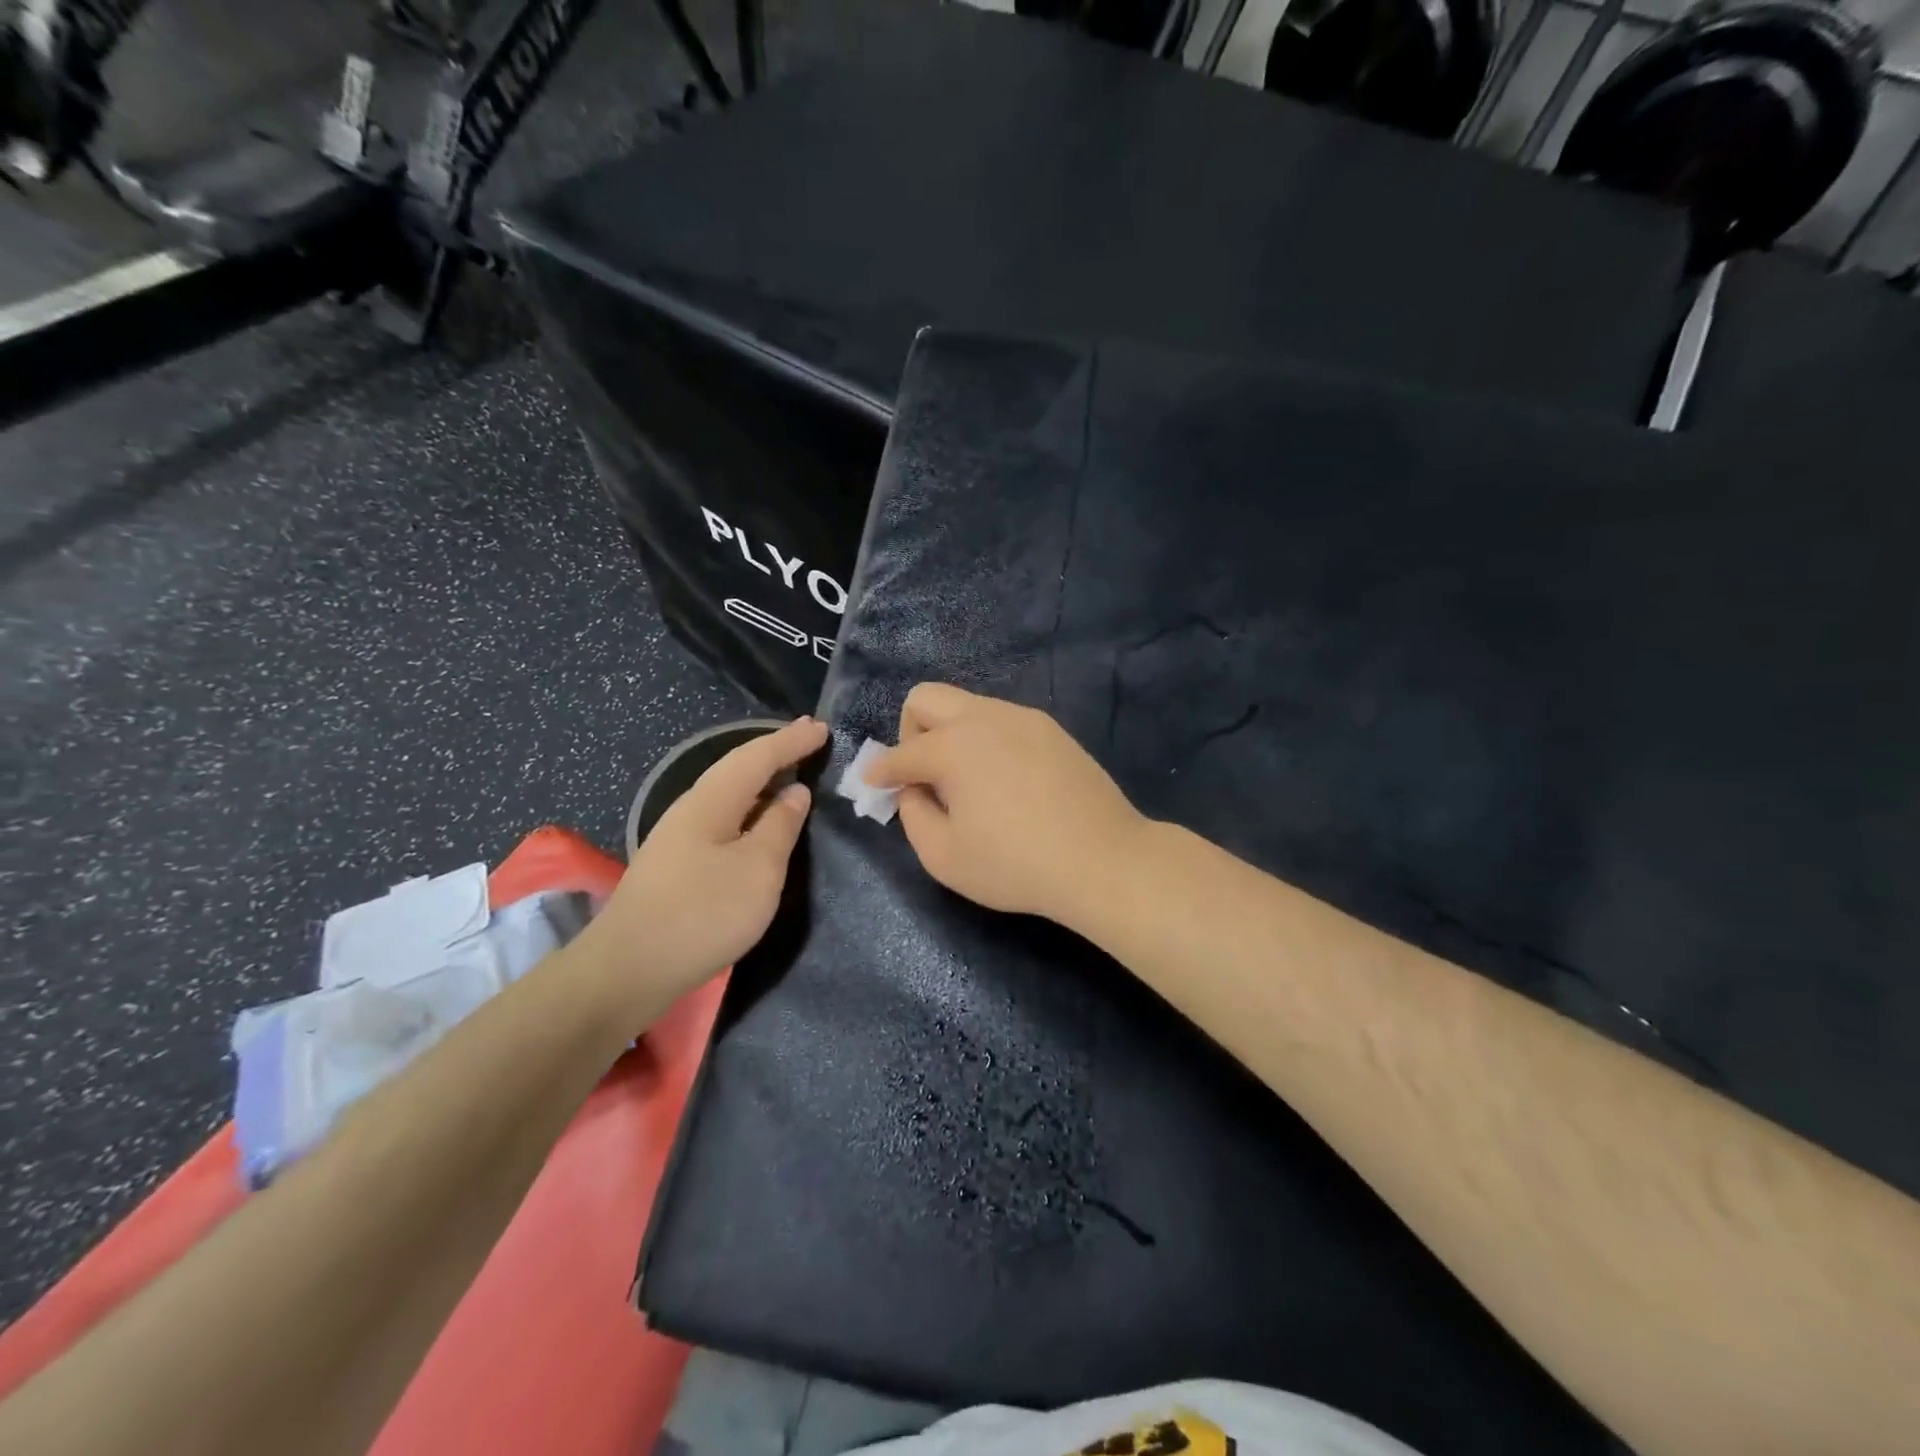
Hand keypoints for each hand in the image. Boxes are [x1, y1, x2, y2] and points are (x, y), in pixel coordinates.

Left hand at [577, 716, 827, 1022]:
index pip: (757, 757)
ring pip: (728, 794)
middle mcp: (691, 808)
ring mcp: (679, 837)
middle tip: (808, 738)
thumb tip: (795, 793)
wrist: (628, 969)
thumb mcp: (759, 869)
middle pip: (737, 768)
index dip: (791, 741)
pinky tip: (759, 822)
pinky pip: (722, 818)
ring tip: (790, 773)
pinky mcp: (676, 864)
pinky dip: (749, 808)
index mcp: (711, 800)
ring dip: (761, 780)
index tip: (823, 728)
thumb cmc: (703, 913)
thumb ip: (780, 826)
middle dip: (774, 751)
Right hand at [866, 684, 1145, 923]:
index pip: (900, 753)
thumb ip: (913, 815)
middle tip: (922, 774)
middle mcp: (984, 718)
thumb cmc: (1016, 865)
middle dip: (910, 732)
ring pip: (968, 705)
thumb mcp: (944, 856)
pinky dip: (987, 741)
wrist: (1102, 860)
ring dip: (951, 735)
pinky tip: (1005, 781)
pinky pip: (1002, 721)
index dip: (880, 772)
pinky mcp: (1052, 730)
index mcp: (952, 746)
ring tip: (967, 782)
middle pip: (927, 698)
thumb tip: (913, 789)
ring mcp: (1023, 718)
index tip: (873, 784)